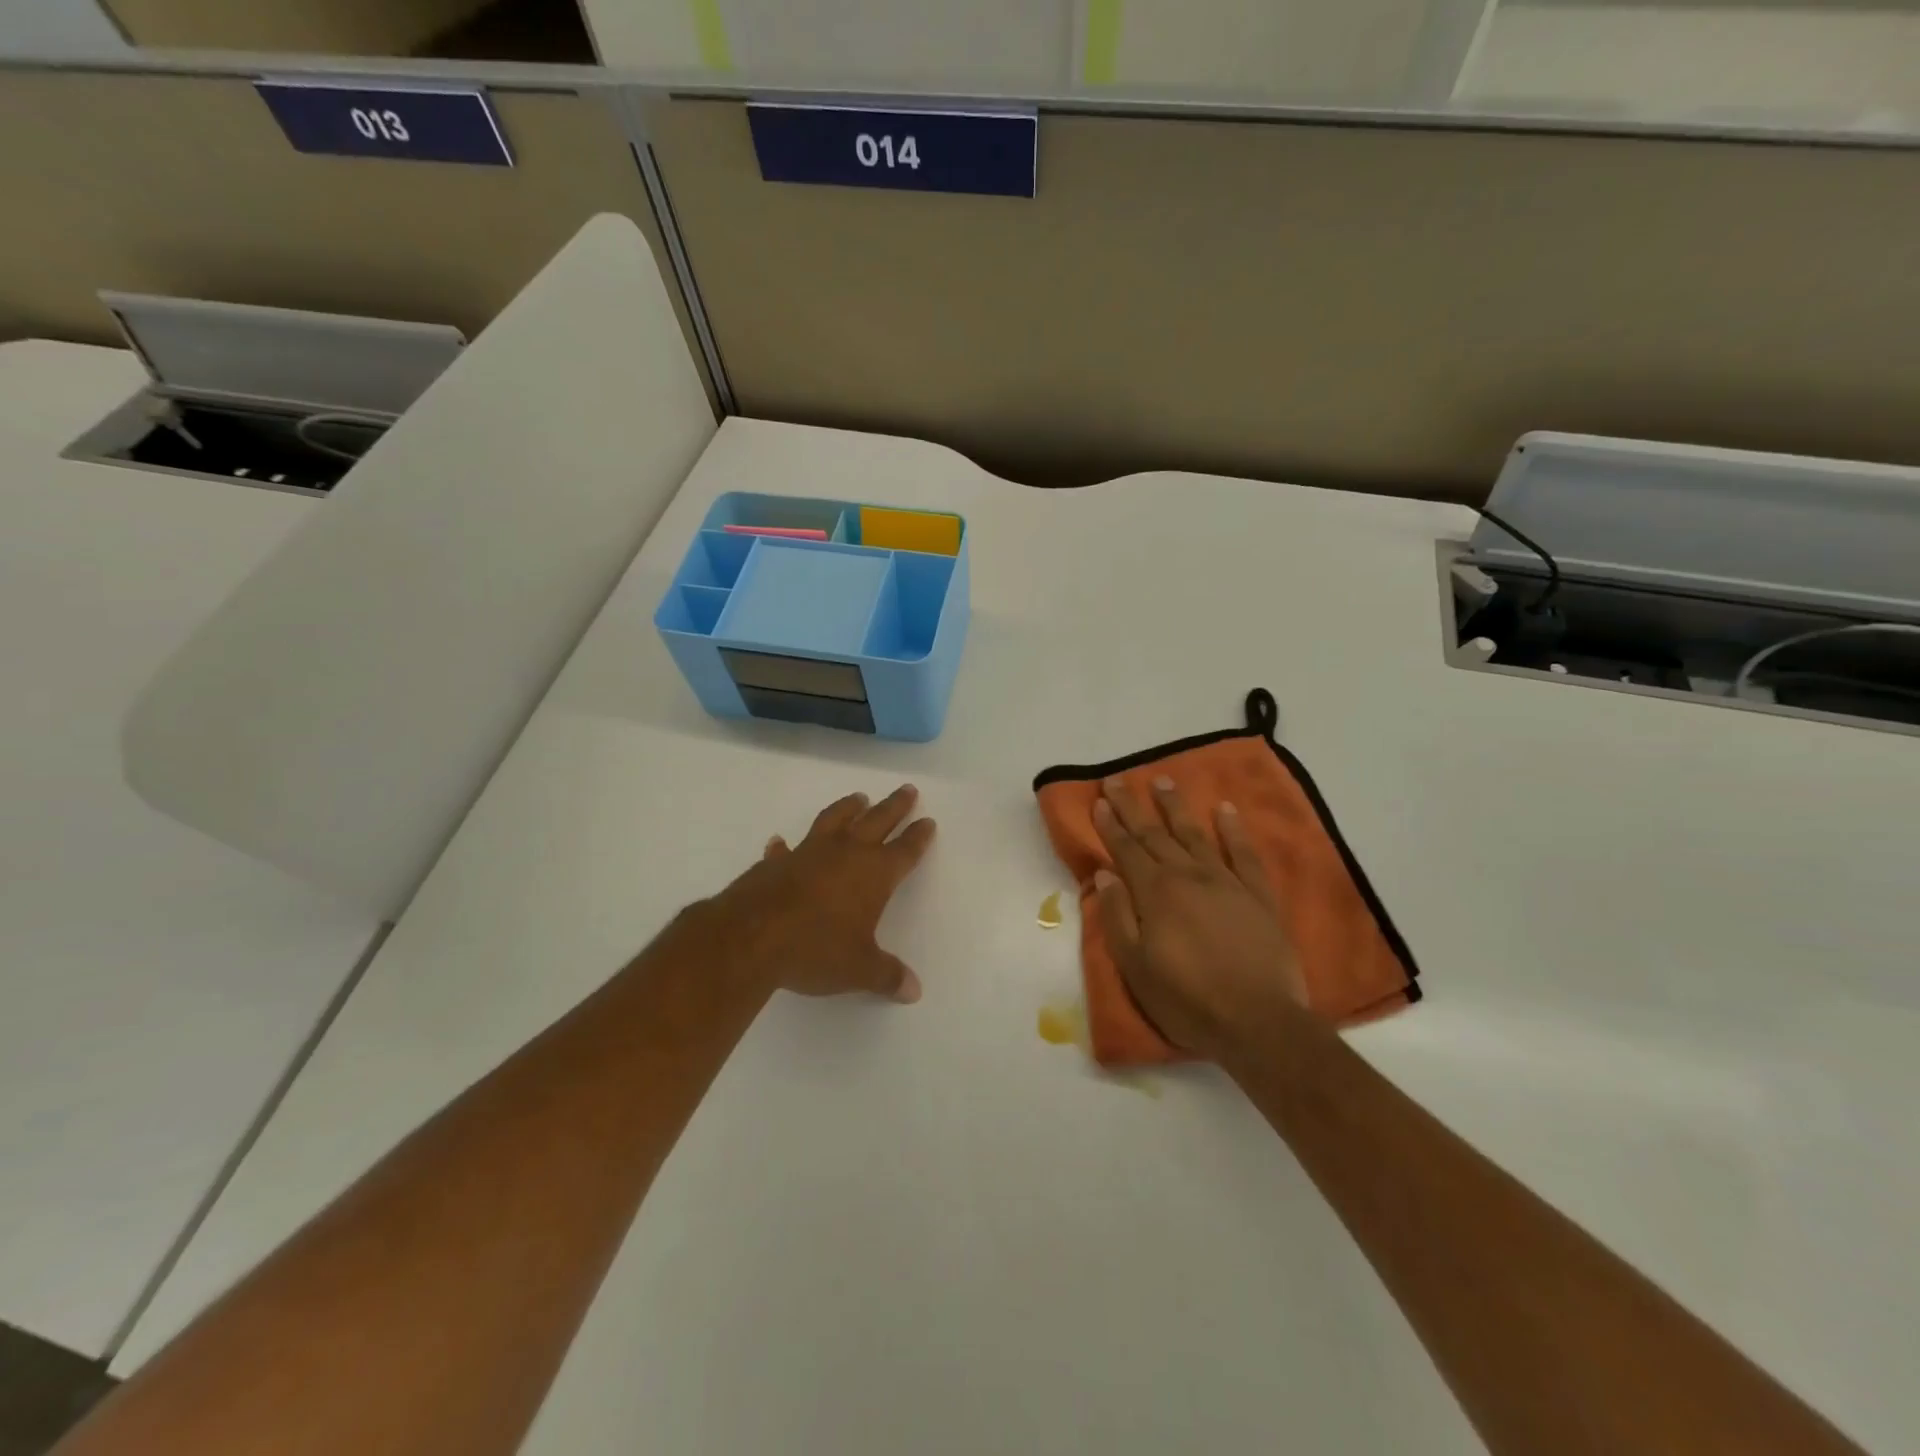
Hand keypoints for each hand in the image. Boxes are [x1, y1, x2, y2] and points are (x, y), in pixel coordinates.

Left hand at [687, 785, 935, 1003]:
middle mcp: (845, 854)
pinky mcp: (777, 862)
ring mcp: (808, 852)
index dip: (918, 836)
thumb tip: (913, 990)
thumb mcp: (858, 969)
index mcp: (874, 874)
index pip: (904, 850)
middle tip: (907, 789)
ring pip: (835, 820)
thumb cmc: (816, 949)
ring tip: (859, 798)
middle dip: (894, 806)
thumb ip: (887, 975)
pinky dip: (786, 844)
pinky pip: (786, 848)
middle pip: (877, 821)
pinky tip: (781, 842)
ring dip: (849, 807)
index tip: (927, 821)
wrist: (751, 937)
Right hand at [1092, 776, 1307, 1061]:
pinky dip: (1233, 830)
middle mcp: (1188, 876)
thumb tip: (1104, 875)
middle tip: (1118, 780)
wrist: (1259, 1023)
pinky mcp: (1258, 896)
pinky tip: (1225, 810)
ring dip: (1176, 807)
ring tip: (1162, 780)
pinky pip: (1244, 854)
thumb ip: (1117, 916)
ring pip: (1195, 834)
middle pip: (1155, 834)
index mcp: (1155, 893)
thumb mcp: (1135, 966)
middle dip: (1133, 806)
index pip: (1127, 850)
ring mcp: (1226, 883)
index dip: (1111, 824)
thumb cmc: (1187, 1000)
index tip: (1099, 800)